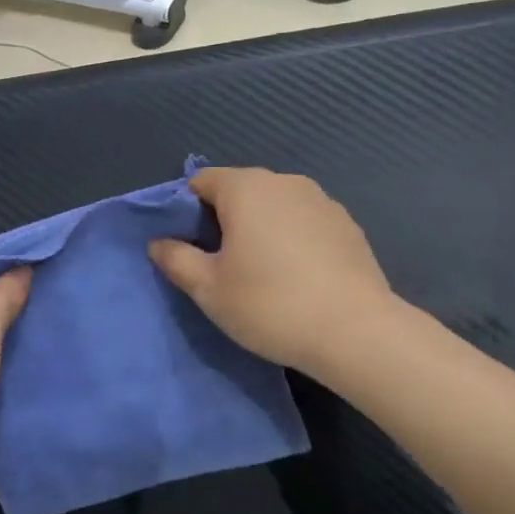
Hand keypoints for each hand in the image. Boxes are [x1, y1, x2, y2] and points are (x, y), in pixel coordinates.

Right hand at [149, 167, 394, 377]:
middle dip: (222, 220)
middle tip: (218, 265)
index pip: (200, 181)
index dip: (185, 210)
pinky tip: (295, 278)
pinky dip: (291, 240)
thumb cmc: (269, 304)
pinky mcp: (348, 225)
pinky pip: (303, 223)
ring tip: (259, 273)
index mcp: (246, 187)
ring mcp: (322, 201)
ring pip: (274, 207)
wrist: (355, 332)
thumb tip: (158, 242)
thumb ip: (176, 259)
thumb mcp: (208, 288)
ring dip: (259, 229)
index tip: (186, 247)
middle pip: (239, 190)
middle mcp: (285, 182)